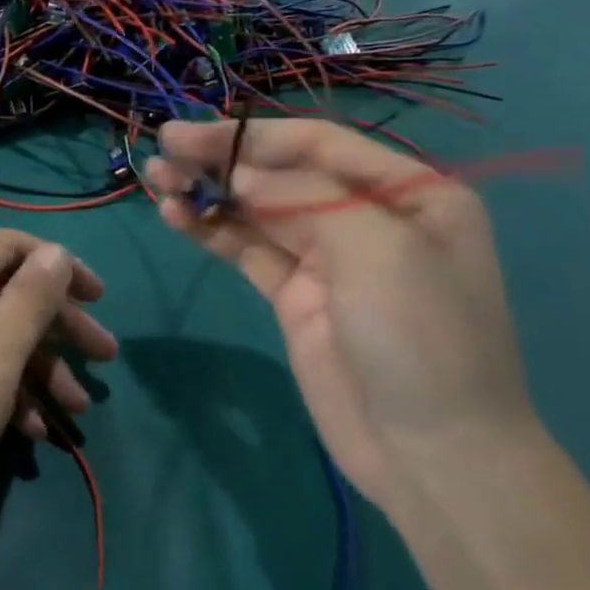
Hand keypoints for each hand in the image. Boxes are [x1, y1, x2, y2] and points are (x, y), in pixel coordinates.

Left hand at [0, 231, 116, 552]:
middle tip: (105, 357)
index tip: (100, 299)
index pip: (9, 246)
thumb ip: (30, 300)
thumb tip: (56, 251)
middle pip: (7, 292)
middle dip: (59, 325)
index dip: (59, 265)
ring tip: (78, 409)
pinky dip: (8, 390)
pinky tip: (33, 430)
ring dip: (40, 367)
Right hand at [146, 119, 535, 516]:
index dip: (250, 135)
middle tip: (162, 150)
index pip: (317, 143)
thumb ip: (303, 196)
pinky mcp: (293, 294)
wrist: (433, 454)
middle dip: (220, 160)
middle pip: (279, 172)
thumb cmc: (421, 336)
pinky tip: (175, 217)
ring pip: (255, 209)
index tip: (190, 135)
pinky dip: (210, 230)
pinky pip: (246, 248)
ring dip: (207, 192)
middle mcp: (366, 215)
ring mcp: (325, 257)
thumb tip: (237, 176)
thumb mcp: (377, 247)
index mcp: (408, 193)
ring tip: (156, 181)